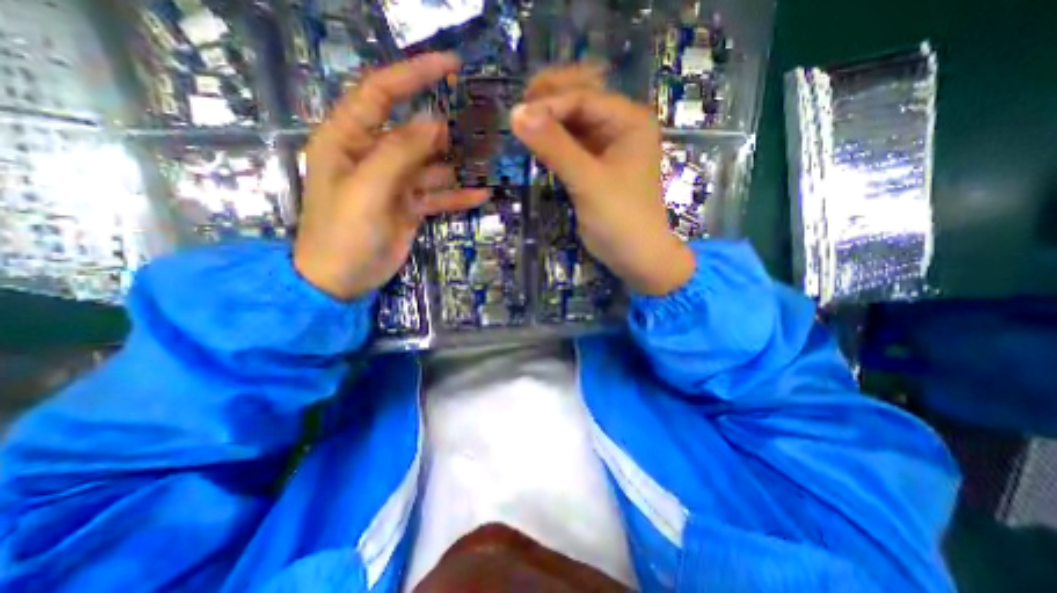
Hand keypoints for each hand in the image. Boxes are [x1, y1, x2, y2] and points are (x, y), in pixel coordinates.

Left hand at [295, 51, 489, 297]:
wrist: (342, 279)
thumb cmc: (344, 233)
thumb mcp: (367, 189)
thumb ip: (399, 153)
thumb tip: (434, 122)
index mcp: (349, 139)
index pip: (381, 93)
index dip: (413, 75)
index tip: (450, 66)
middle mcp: (373, 155)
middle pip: (414, 131)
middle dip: (446, 128)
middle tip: (482, 126)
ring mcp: (395, 183)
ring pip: (432, 165)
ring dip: (458, 164)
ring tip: (488, 161)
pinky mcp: (410, 206)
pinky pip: (438, 195)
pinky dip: (458, 195)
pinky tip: (481, 195)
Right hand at [510, 65, 694, 294]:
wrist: (635, 256)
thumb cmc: (620, 218)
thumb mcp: (588, 181)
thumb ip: (554, 147)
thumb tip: (516, 113)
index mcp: (629, 121)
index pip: (584, 98)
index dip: (549, 104)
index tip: (518, 116)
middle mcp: (619, 127)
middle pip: (579, 101)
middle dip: (549, 103)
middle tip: (518, 112)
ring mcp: (606, 147)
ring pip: (572, 123)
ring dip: (548, 123)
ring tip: (521, 126)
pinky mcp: (594, 166)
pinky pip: (570, 145)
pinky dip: (553, 143)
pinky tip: (535, 144)